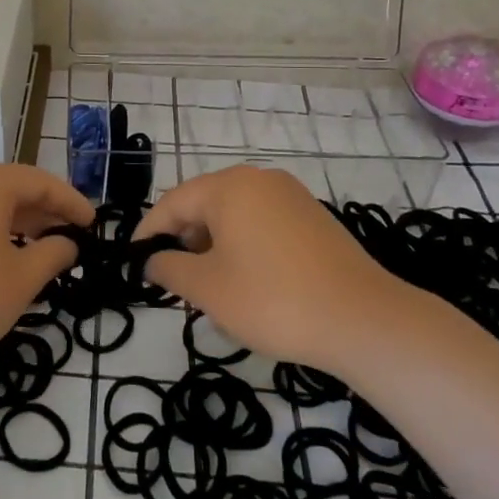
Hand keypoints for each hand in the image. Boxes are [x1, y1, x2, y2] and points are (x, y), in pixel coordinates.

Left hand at [0, 161, 92, 369]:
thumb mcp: (20, 280)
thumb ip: (51, 255)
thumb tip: (67, 243)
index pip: (41, 183)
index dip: (71, 203)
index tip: (93, 223)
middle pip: (11, 188)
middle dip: (44, 212)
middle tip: (70, 237)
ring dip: (15, 222)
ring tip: (38, 248)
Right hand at [135, 165, 404, 375]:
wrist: (364, 319)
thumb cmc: (273, 300)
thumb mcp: (209, 289)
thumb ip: (170, 269)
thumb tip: (153, 261)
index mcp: (229, 187)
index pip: (173, 203)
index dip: (149, 232)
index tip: (134, 260)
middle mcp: (259, 179)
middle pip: (205, 204)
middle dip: (184, 240)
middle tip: (174, 279)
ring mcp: (291, 195)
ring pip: (235, 214)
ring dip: (214, 244)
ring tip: (211, 285)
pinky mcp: (313, 216)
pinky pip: (263, 222)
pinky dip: (245, 244)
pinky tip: (249, 280)